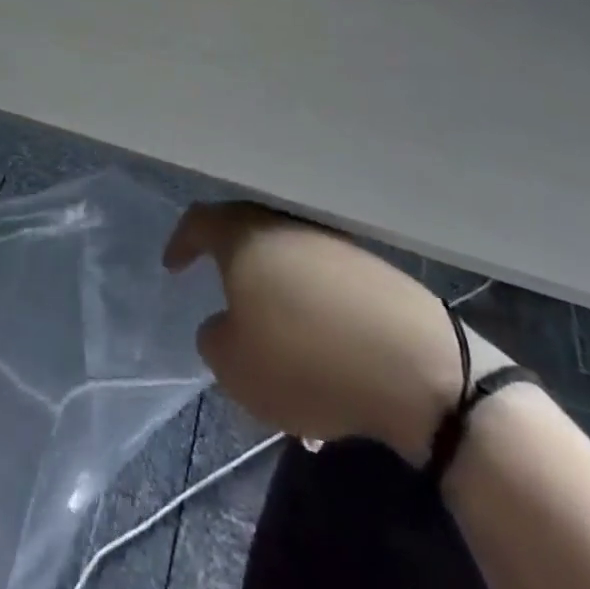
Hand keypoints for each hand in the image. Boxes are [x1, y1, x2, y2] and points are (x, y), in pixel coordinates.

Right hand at [165, 203, 507, 464]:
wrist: (417, 365)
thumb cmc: (306, 358)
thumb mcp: (236, 367)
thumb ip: (215, 339)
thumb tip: (226, 324)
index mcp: (245, 236)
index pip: (200, 222)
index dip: (182, 242)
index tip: (172, 266)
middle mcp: (286, 226)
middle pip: (247, 237)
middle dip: (232, 267)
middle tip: (222, 296)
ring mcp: (333, 243)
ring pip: (289, 264)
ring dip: (277, 297)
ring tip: (277, 349)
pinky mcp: (373, 270)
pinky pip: (326, 284)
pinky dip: (314, 312)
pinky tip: (322, 357)